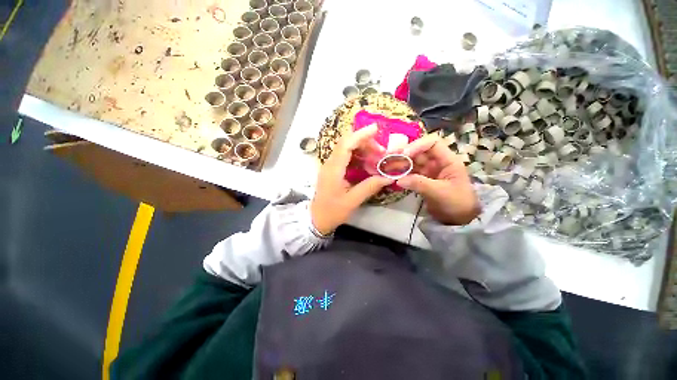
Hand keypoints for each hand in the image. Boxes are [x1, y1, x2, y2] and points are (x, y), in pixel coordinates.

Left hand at [311, 125, 393, 234]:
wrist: (316, 219)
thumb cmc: (332, 211)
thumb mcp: (352, 201)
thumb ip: (370, 187)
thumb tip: (389, 177)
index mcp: (333, 169)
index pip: (345, 145)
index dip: (360, 135)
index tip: (375, 129)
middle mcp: (330, 163)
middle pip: (346, 143)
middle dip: (364, 142)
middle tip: (381, 150)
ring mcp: (330, 166)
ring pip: (346, 149)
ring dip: (362, 148)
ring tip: (377, 156)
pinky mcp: (333, 170)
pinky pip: (345, 157)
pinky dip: (358, 156)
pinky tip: (368, 162)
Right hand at [396, 134, 480, 224]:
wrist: (458, 219)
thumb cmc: (456, 203)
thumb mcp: (440, 192)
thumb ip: (420, 184)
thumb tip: (398, 180)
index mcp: (447, 160)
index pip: (432, 143)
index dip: (417, 145)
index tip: (404, 154)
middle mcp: (436, 162)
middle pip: (418, 152)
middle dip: (404, 154)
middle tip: (388, 158)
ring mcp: (428, 171)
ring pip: (412, 162)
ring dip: (400, 163)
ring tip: (386, 166)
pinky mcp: (421, 180)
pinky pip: (409, 173)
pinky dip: (401, 173)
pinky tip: (391, 174)